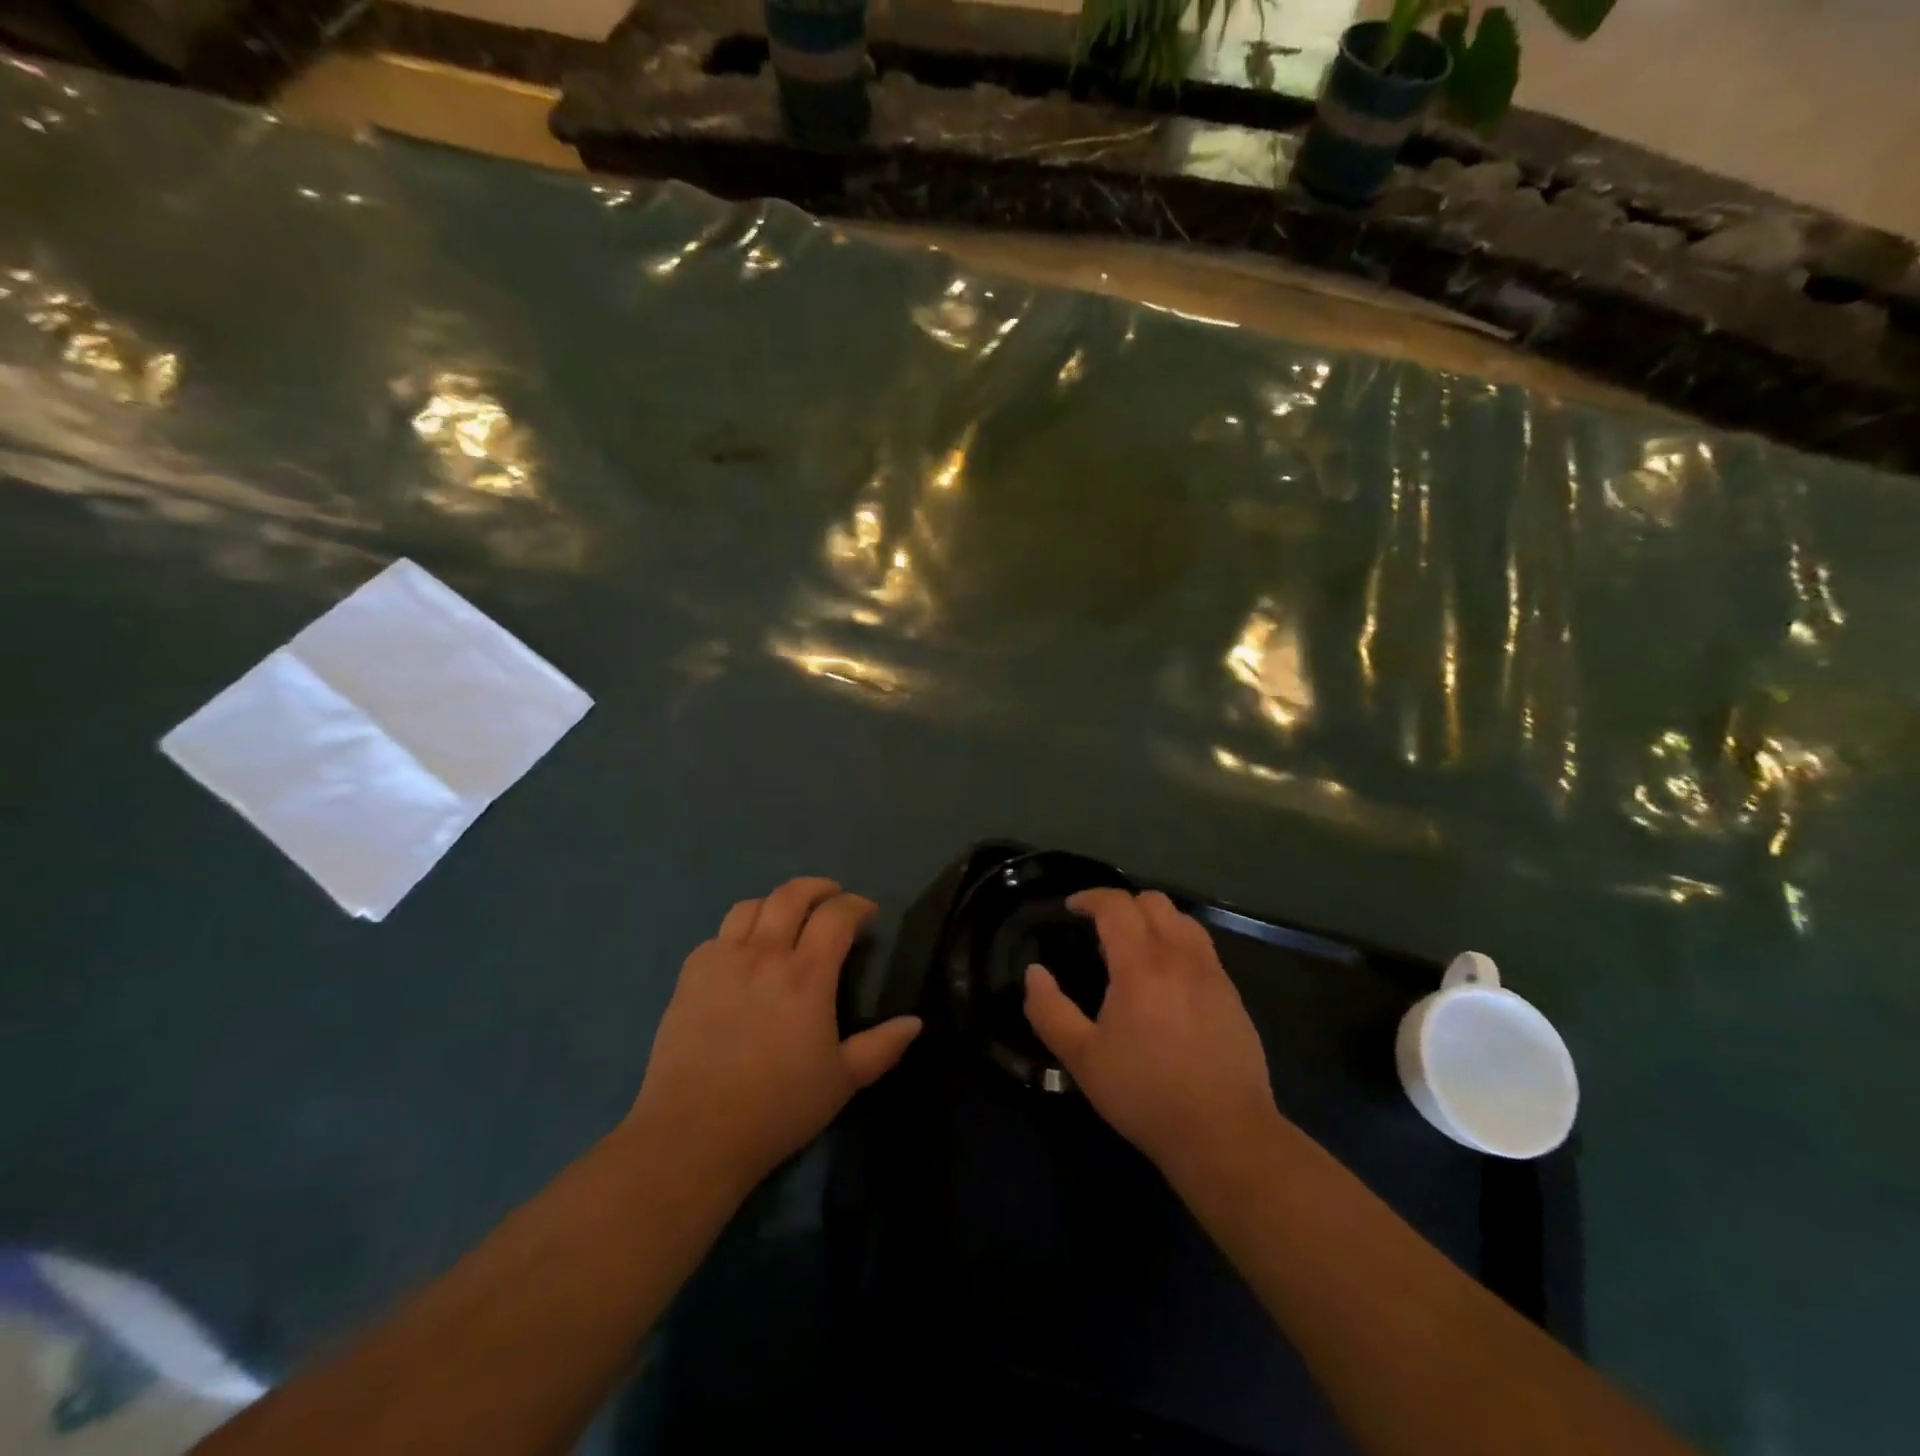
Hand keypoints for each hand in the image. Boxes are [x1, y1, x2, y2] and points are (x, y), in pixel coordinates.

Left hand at [626, 878, 920, 1197]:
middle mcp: (765, 954)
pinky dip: (737, 933)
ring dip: (775, 903)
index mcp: (807, 975)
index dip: (856, 905)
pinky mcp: (690, 976)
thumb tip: (915, 1022)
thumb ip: (882, 1047)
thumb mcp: (842, 1082)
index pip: (836, 915)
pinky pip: (717, 936)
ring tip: (786, 918)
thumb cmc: (777, 1107)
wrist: (694, 1133)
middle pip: (791, 895)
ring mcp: (722, 961)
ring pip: (750, 906)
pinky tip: (743, 955)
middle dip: (818, 888)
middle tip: (832, 897)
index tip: (868, 913)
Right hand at [1024, 889, 1281, 1187]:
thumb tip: (1034, 973)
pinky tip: (1167, 980)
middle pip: (1153, 901)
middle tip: (1100, 930)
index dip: (1090, 897)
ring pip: (1183, 920)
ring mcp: (1212, 973)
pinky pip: (1202, 948)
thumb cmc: (1145, 1093)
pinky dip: (1178, 944)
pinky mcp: (1232, 995)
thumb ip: (1049, 1010)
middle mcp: (1179, 955)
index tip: (1071, 908)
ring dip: (1154, 920)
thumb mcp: (1082, 1058)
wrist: (1224, 1133)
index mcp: (1140, 963)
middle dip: (1122, 904)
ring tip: (1135, 949)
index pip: (1116, 904)